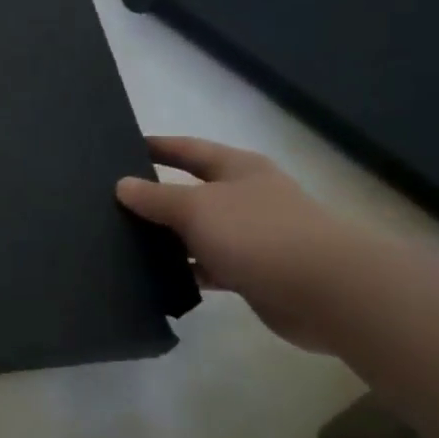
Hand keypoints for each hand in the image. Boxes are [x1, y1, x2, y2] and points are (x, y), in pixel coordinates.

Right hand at [116, 136, 379, 350]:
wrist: (327, 291)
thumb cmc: (258, 233)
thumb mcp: (196, 207)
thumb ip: (156, 197)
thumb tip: (123, 185)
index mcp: (237, 169)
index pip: (188, 149)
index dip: (158, 146)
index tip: (122, 148)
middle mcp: (245, 197)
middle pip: (192, 191)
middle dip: (156, 196)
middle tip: (111, 201)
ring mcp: (251, 236)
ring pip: (198, 232)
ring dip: (168, 238)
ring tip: (122, 241)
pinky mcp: (253, 272)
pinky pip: (209, 266)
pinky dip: (186, 269)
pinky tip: (155, 276)